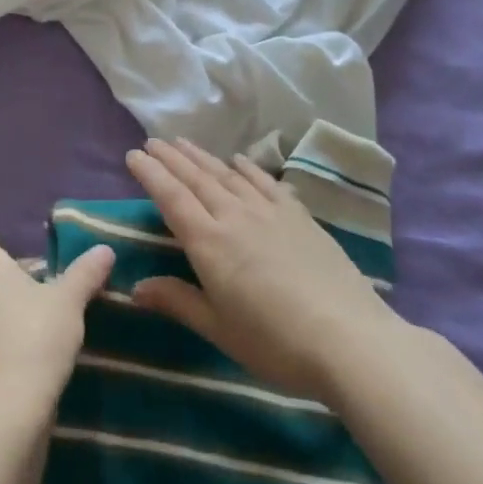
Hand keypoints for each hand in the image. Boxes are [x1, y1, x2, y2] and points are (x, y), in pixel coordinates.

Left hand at [0, 202, 114, 412]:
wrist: (4, 410)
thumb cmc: (33, 337)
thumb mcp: (67, 301)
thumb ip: (85, 273)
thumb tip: (104, 250)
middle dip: (5, 262)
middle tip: (35, 261)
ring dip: (5, 295)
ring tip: (38, 297)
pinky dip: (4, 323)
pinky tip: (31, 335)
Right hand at [126, 138, 393, 401]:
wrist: (349, 338)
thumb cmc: (275, 342)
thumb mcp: (218, 329)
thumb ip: (177, 301)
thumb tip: (135, 287)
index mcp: (209, 243)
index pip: (172, 198)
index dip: (151, 174)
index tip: (133, 155)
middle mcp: (235, 216)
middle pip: (197, 179)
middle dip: (171, 158)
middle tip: (153, 141)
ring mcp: (270, 212)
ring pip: (228, 175)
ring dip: (202, 157)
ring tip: (183, 142)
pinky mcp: (299, 216)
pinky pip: (266, 182)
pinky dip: (248, 168)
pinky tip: (239, 160)